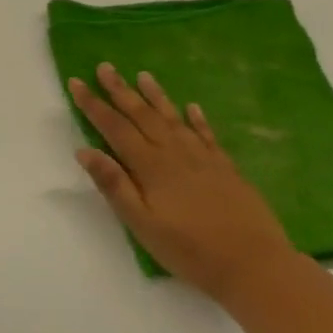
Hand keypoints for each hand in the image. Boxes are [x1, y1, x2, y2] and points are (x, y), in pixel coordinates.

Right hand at [69, 64, 294, 301]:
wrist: (255, 266)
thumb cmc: (189, 249)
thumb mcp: (141, 223)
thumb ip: (114, 185)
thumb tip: (84, 150)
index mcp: (150, 166)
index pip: (114, 128)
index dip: (93, 105)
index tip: (77, 82)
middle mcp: (175, 154)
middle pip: (142, 115)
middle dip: (120, 91)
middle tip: (105, 67)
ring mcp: (204, 159)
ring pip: (174, 119)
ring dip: (156, 96)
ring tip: (143, 75)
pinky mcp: (226, 169)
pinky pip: (208, 136)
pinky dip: (197, 120)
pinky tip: (192, 108)